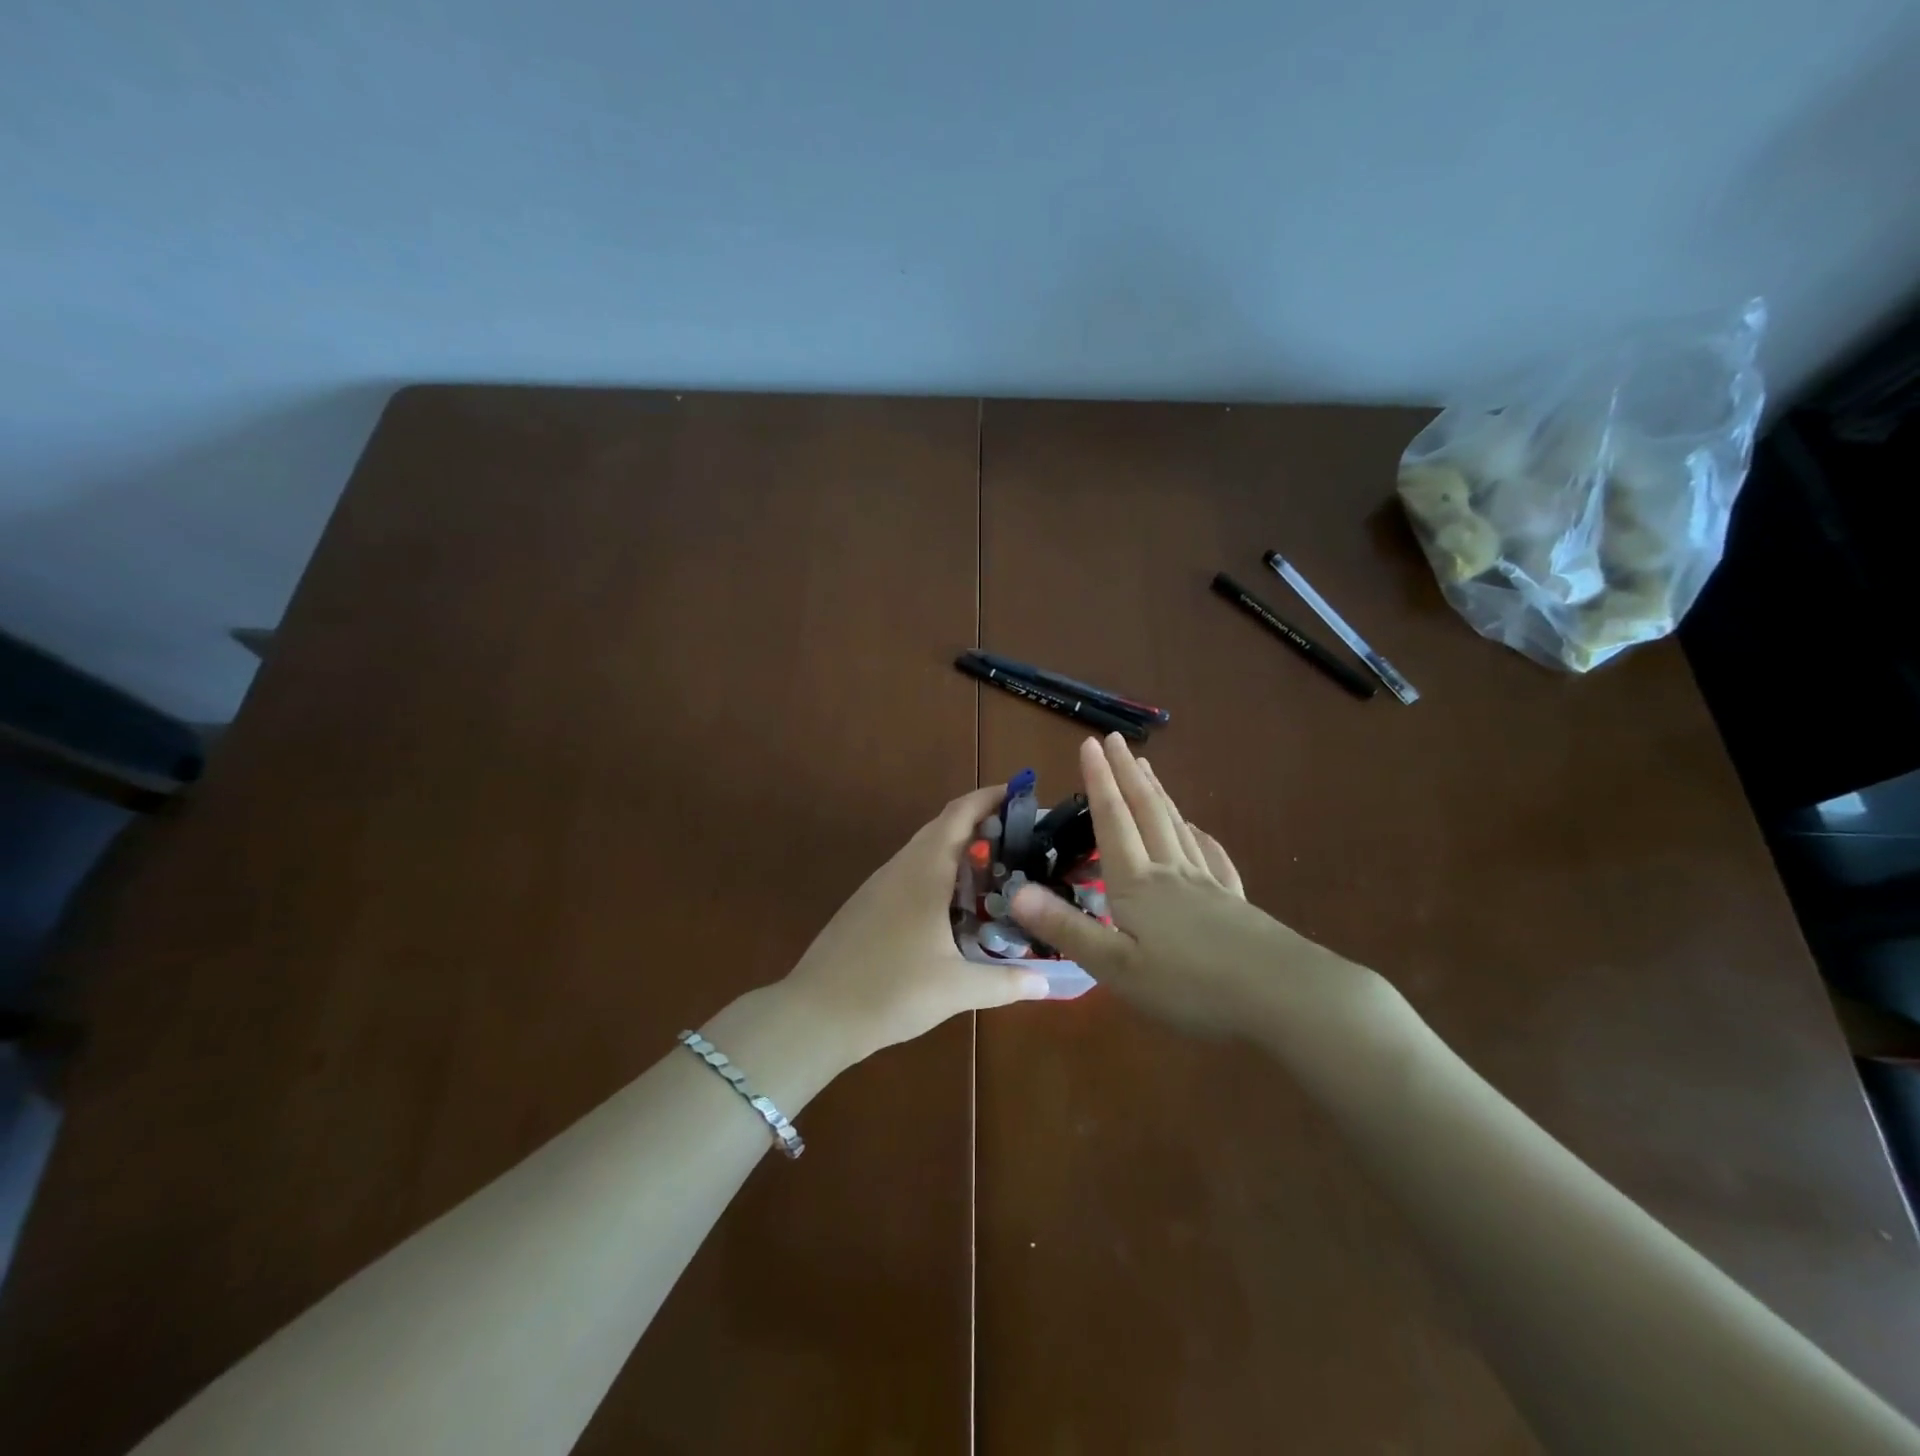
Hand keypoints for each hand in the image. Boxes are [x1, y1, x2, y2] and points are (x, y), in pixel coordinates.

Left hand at [783, 785, 1050, 1063]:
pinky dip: (940, 874)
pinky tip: (956, 906)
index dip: (990, 797)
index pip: (959, 814)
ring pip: (925, 851)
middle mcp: (901, 867)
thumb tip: (1048, 983)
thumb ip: (1006, 983)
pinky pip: (911, 874)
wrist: (816, 1014)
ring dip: (960, 851)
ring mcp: (880, 885)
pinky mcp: (868, 905)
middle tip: (1023, 841)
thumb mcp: (956, 989)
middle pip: (944, 827)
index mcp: (924, 871)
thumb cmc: (890, 990)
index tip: (1022, 795)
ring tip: (998, 871)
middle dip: (982, 824)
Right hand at [1009, 735, 1371, 1039]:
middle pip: (1147, 811)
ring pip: (1176, 826)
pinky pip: (1212, 856)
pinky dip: (1199, 835)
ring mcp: (1207, 884)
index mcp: (1137, 884)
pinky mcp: (1234, 903)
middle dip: (1127, 774)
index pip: (1113, 820)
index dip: (1099, 781)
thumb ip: (1066, 928)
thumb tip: (1015, 892)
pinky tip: (1199, 831)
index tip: (1090, 743)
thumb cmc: (1191, 987)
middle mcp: (1170, 872)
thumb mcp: (1117, 967)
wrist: (1285, 998)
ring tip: (1147, 769)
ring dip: (1158, 793)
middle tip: (1117, 740)